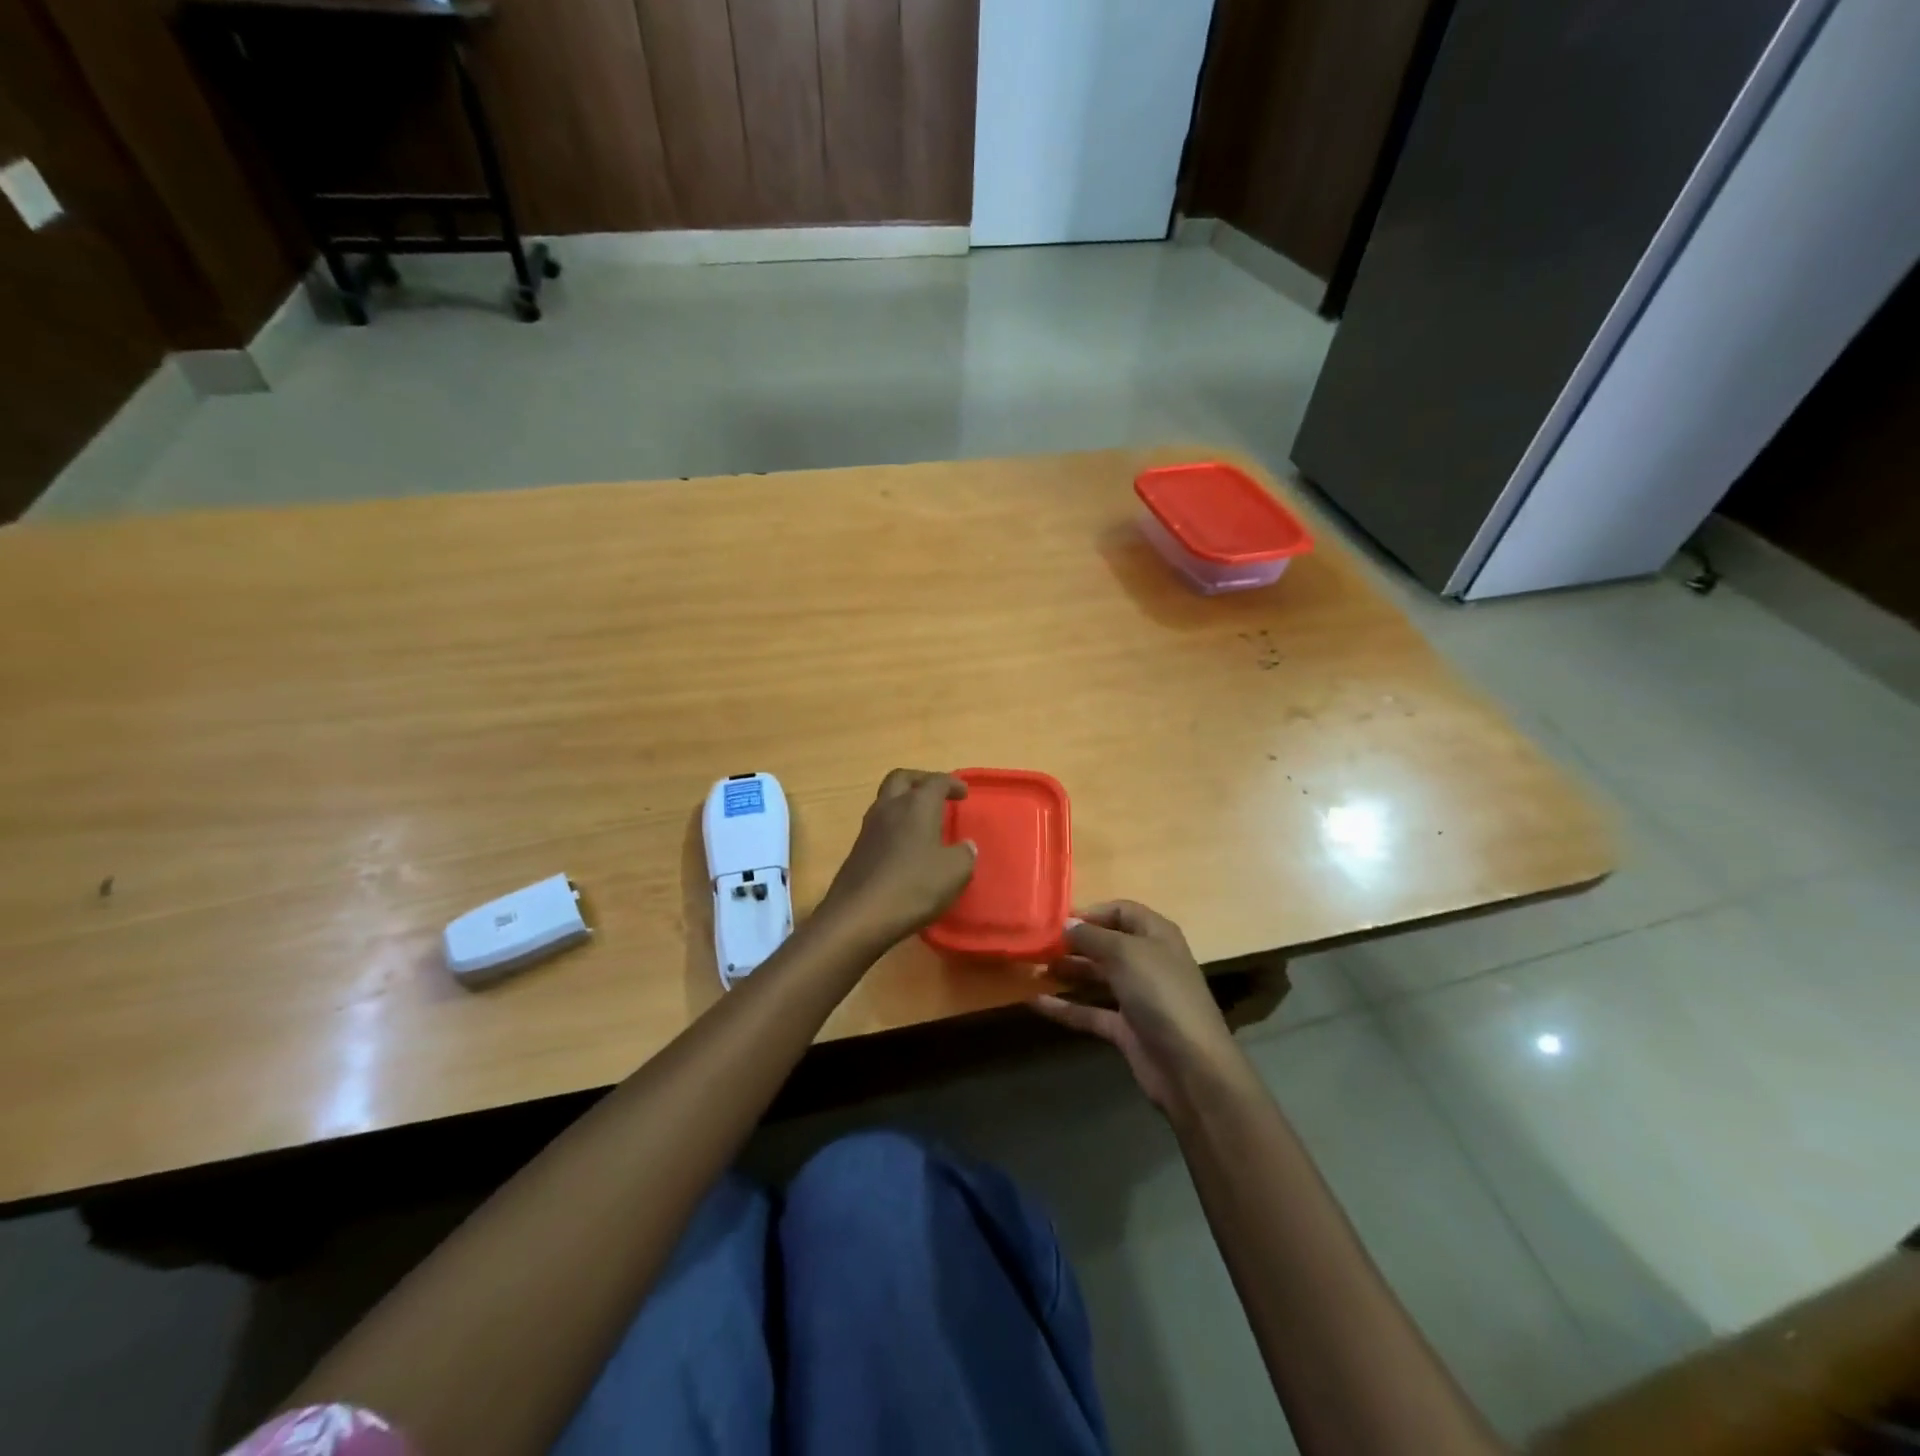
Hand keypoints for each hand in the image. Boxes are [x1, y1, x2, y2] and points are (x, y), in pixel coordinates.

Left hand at [816, 770, 976, 949]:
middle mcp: (890, 808)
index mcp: (916, 805)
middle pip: (902, 778)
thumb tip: (966, 846)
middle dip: (920, 780)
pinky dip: (894, 825)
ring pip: (886, 800)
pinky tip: (905, 846)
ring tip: (922, 819)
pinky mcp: (857, 849)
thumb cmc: (913, 887)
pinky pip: (878, 825)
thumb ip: (964, 855)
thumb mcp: (954, 873)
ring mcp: (868, 828)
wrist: (858, 916)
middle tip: (936, 792)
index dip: (952, 784)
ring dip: (904, 802)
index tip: (963, 793)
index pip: (936, 781)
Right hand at [1033, 900, 1245, 1111]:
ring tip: (1032, 968)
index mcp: (1156, 935)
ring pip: (1096, 977)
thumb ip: (1091, 937)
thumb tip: (1065, 924)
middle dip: (1073, 943)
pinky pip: (1090, 1011)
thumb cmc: (1160, 995)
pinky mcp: (1126, 1028)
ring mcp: (1137, 996)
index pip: (1121, 912)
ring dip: (1067, 971)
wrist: (1190, 1067)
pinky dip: (1065, 1007)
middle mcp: (1147, 961)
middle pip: (1106, 944)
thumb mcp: (1124, 954)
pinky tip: (1035, 1003)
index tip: (1056, 921)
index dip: (1091, 913)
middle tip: (1036, 945)